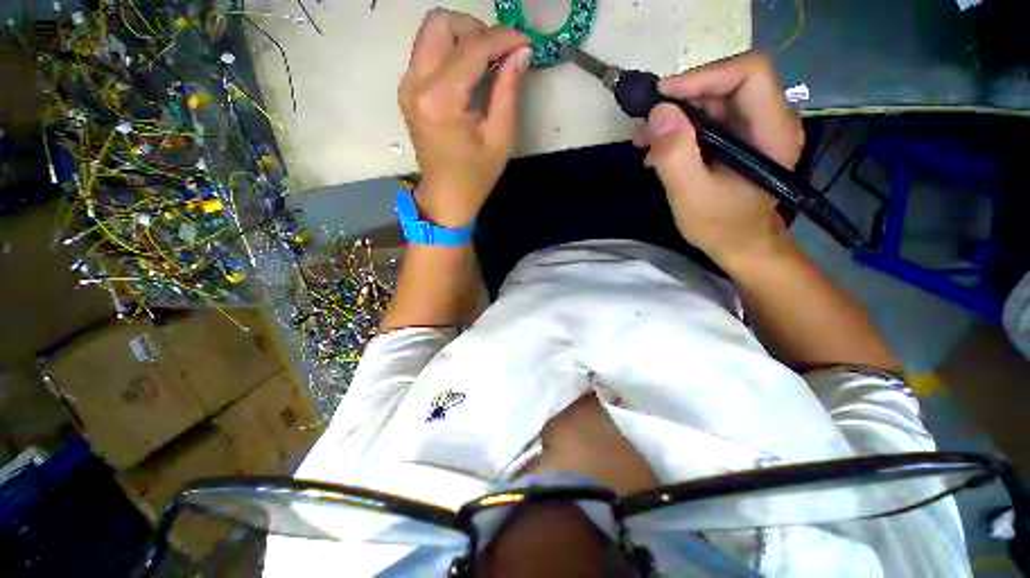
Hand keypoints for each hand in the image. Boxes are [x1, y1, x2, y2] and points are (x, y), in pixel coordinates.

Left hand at [399, 9, 530, 228]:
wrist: (446, 195)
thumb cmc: (476, 175)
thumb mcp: (500, 138)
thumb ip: (508, 91)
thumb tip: (521, 53)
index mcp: (441, 101)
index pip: (471, 48)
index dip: (502, 38)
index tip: (525, 41)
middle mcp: (416, 84)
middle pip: (441, 24)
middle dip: (476, 29)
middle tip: (500, 52)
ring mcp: (407, 85)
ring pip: (431, 32)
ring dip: (462, 36)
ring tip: (488, 59)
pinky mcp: (407, 90)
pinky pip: (427, 51)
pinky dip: (451, 50)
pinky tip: (470, 69)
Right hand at [633, 53, 803, 265]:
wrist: (741, 247)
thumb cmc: (721, 227)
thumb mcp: (691, 196)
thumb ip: (675, 155)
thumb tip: (657, 112)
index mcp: (772, 131)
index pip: (748, 74)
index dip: (704, 76)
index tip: (662, 96)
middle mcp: (769, 121)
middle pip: (726, 84)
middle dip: (681, 98)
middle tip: (645, 122)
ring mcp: (753, 130)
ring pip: (713, 102)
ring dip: (674, 116)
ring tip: (643, 139)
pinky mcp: (738, 141)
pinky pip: (708, 121)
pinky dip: (678, 130)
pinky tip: (656, 151)